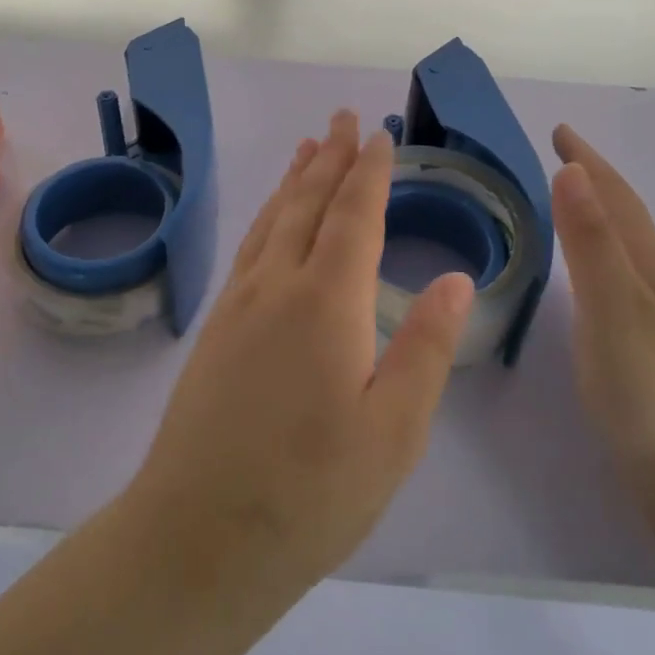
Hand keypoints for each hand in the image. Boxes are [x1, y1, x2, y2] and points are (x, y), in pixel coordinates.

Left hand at [129, 111, 473, 582]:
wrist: (198, 536)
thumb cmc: (311, 492)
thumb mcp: (393, 431)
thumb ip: (425, 347)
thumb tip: (456, 278)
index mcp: (326, 302)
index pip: (353, 217)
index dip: (368, 172)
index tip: (378, 136)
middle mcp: (278, 286)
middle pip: (307, 203)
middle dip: (329, 157)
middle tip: (341, 118)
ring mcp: (239, 304)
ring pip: (272, 220)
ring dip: (294, 179)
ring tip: (307, 147)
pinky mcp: (216, 328)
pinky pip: (249, 248)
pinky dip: (267, 216)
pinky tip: (271, 219)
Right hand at [550, 123, 654, 487]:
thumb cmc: (640, 381)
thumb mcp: (610, 303)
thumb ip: (590, 239)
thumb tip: (571, 169)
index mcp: (647, 262)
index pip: (616, 196)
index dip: (587, 161)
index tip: (559, 130)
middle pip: (624, 212)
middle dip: (593, 177)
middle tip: (560, 153)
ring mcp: (653, 308)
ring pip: (623, 240)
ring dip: (598, 208)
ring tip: (570, 195)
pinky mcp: (643, 335)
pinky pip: (616, 267)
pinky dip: (597, 245)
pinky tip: (588, 267)